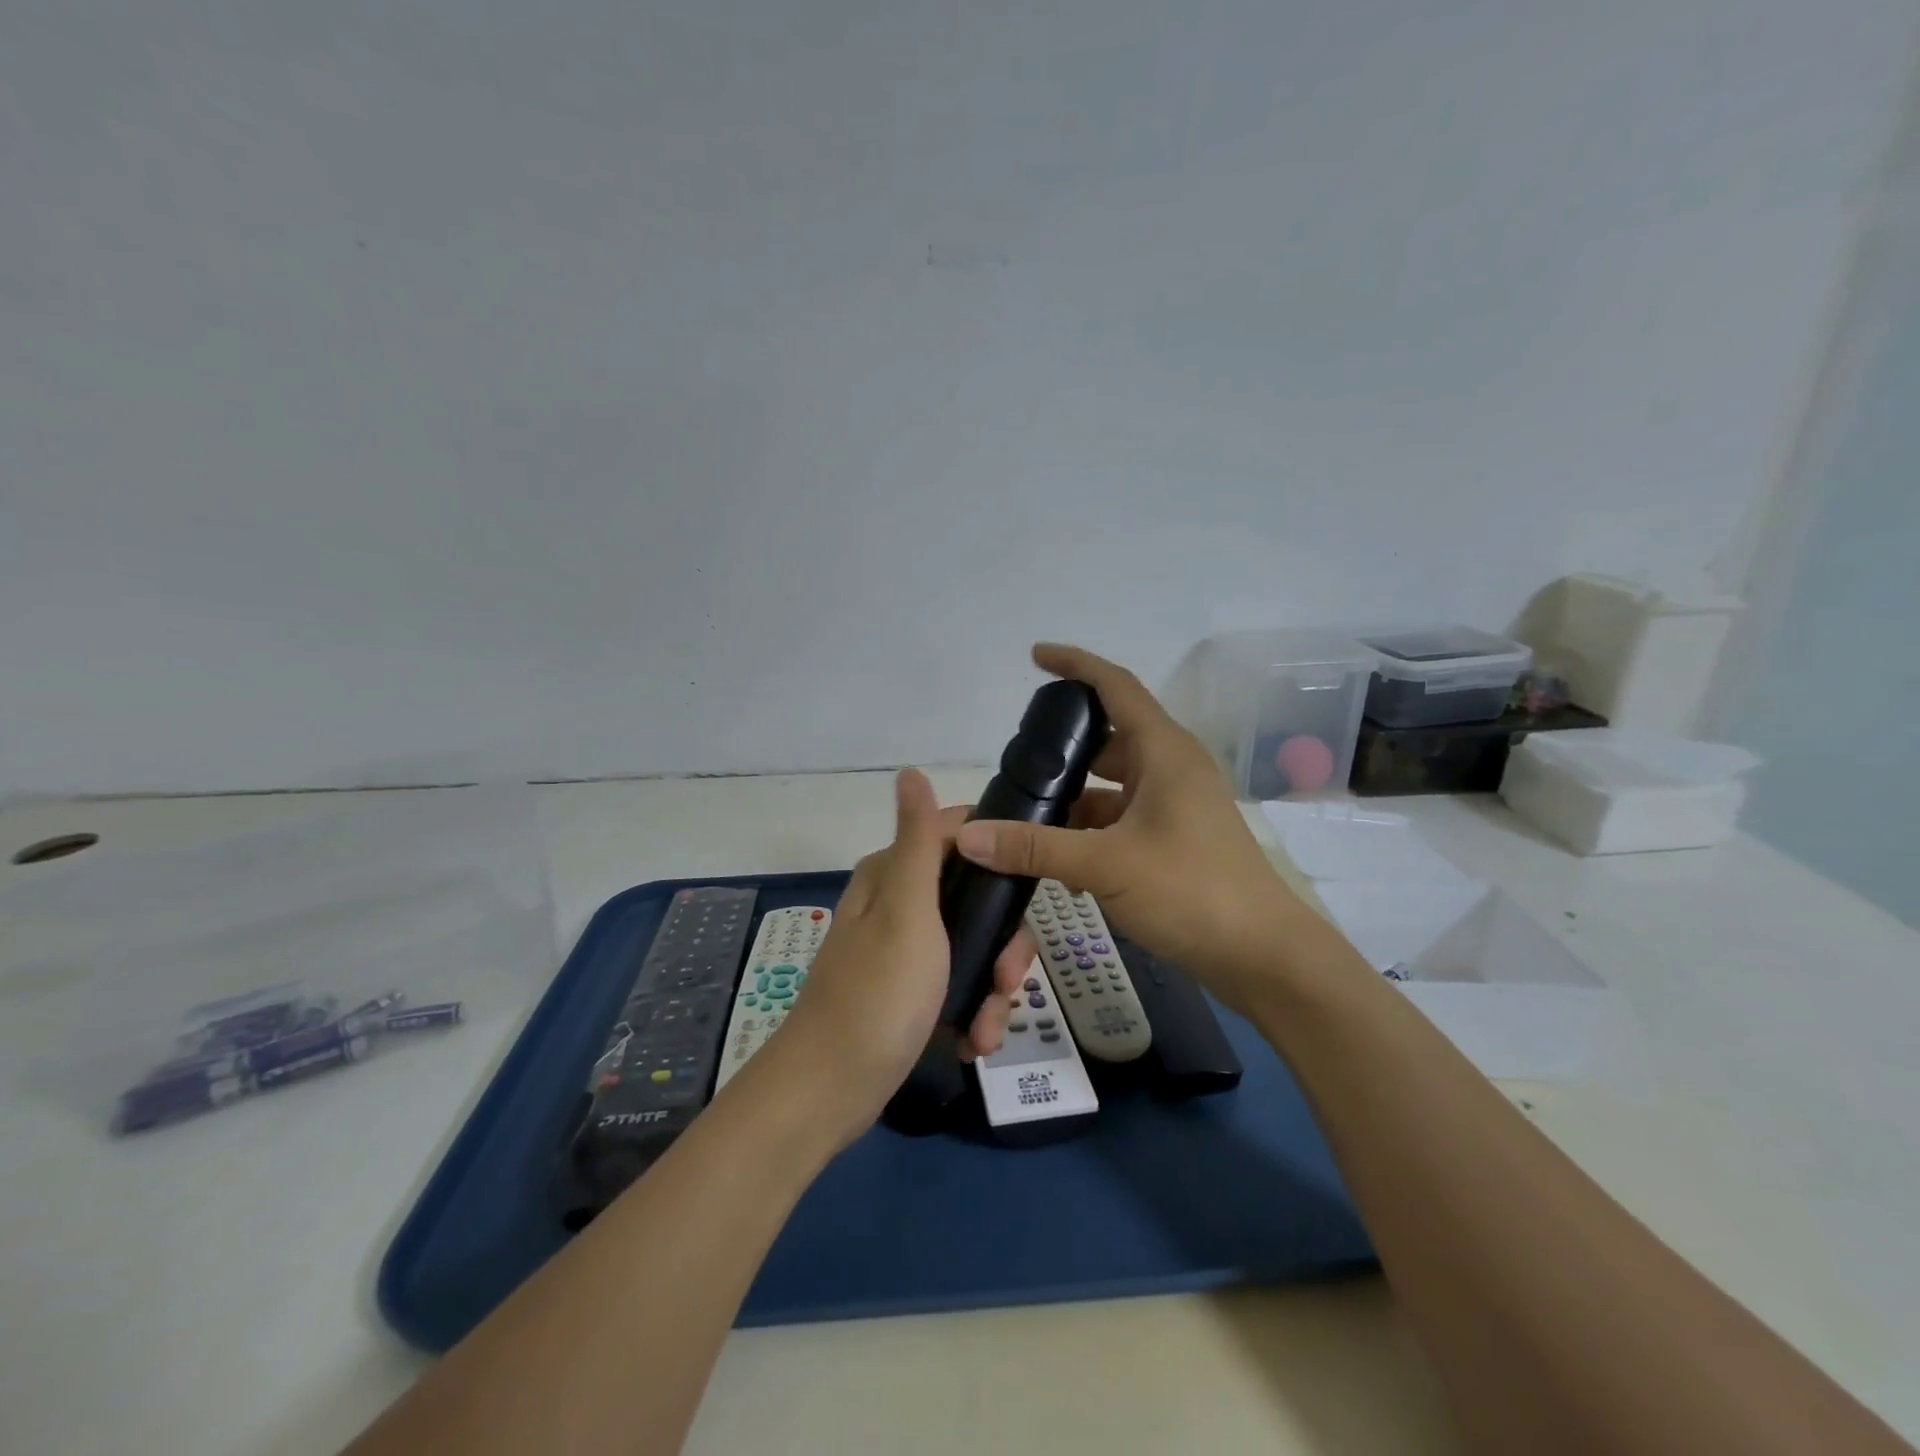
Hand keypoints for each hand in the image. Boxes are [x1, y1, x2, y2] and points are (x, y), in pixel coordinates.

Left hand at [771, 768, 1035, 1141]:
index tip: (1029, 892)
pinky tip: (973, 1041)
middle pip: (975, 898)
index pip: (958, 835)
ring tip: (989, 1029)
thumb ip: (917, 843)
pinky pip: (957, 984)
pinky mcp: (909, 990)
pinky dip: (972, 1010)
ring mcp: (904, 949)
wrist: (830, 1090)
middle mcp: (898, 903)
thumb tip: (909, 771)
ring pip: (973, 946)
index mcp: (894, 874)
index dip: (998, 856)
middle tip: (1009, 982)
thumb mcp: (906, 912)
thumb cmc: (877, 995)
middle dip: (1002, 943)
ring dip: (992, 988)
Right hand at [954, 643, 1318, 1012]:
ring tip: (1028, 809)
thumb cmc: (1190, 890)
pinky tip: (1058, 856)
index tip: (1036, 656)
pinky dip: (1091, 828)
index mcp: (1164, 751)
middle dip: (1066, 743)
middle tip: (1021, 755)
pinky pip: (1123, 817)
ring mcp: (1177, 804)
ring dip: (1075, 794)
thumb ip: (1034, 847)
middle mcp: (1172, 768)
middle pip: (1111, 736)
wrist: (1262, 955)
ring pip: (1114, 783)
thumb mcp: (1104, 864)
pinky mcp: (1176, 838)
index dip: (1075, 664)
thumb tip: (969, 835)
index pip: (1115, 686)